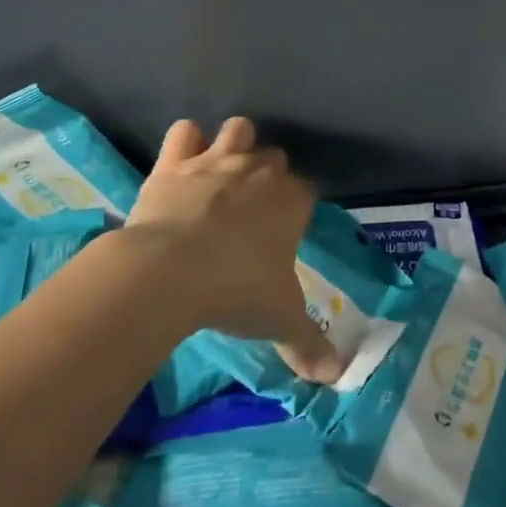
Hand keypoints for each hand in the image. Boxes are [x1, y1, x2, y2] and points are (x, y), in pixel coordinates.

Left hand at [126, 117, 344, 382]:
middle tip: (251, 207)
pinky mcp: (176, 161)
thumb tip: (336, 377)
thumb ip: (310, 345)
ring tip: (222, 169)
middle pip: (274, 156)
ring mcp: (218, 161)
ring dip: (233, 143)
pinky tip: (181, 161)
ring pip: (238, 129)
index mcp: (292, 201)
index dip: (296, 205)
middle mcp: (260, 171)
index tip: (285, 227)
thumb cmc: (236, 292)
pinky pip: (184, 133)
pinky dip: (184, 143)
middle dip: (267, 173)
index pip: (306, 190)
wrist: (170, 272)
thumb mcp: (279, 321)